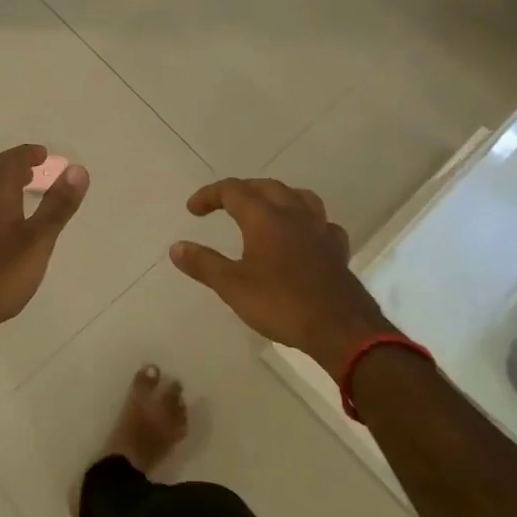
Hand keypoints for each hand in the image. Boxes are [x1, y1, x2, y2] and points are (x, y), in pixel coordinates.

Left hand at [0, 145, 88, 342]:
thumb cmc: (0, 274)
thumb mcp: (38, 241)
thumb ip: (57, 206)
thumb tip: (77, 169)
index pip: (9, 162)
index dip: (27, 154)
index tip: (44, 155)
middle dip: (17, 169)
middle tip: (38, 172)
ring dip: (6, 188)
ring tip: (26, 197)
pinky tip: (5, 229)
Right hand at [170, 177, 393, 379]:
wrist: (340, 329)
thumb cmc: (281, 304)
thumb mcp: (232, 286)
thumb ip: (203, 264)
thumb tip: (176, 247)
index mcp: (264, 217)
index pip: (232, 191)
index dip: (209, 194)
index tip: (193, 209)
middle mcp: (293, 215)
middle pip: (266, 187)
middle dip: (241, 191)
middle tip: (223, 205)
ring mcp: (319, 230)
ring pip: (299, 197)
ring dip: (277, 196)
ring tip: (265, 209)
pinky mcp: (337, 250)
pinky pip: (322, 224)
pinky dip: (307, 222)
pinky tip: (303, 236)